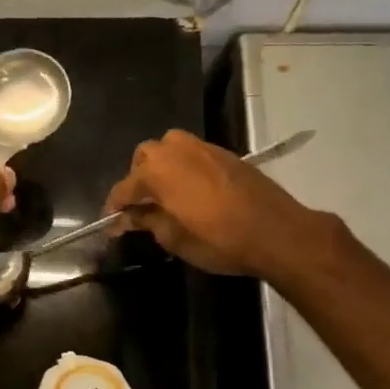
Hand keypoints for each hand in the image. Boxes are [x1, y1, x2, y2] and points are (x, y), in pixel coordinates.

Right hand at [105, 130, 331, 278]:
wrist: (278, 233)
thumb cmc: (219, 240)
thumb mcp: (174, 238)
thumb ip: (146, 221)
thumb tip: (127, 218)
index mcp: (156, 172)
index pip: (123, 188)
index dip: (114, 208)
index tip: (111, 225)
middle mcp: (175, 152)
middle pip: (143, 158)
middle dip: (137, 179)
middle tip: (141, 206)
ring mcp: (202, 148)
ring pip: (168, 148)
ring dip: (160, 166)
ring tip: (166, 192)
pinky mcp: (225, 154)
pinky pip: (192, 153)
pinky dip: (184, 166)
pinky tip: (191, 189)